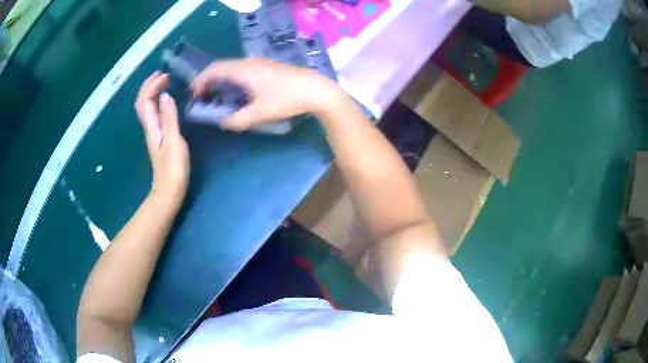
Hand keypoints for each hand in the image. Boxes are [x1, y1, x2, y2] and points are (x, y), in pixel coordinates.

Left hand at [135, 72, 189, 203]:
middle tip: (162, 74)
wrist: (169, 190)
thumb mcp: (173, 140)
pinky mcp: (158, 137)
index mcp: (152, 127)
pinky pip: (153, 114)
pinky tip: (164, 100)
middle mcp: (149, 127)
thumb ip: (169, 118)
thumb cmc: (173, 167)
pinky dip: (156, 102)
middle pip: (142, 102)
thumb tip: (165, 95)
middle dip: (149, 86)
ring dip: (152, 92)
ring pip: (146, 107)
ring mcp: (153, 133)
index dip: (152, 85)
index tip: (165, 75)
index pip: (145, 100)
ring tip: (163, 82)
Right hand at [191, 58, 342, 130]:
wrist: (317, 90)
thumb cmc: (287, 99)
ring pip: (232, 68)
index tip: (193, 95)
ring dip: (220, 80)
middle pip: (221, 66)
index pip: (213, 70)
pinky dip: (231, 79)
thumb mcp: (260, 113)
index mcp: (243, 70)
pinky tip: (236, 92)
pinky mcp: (268, 67)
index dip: (200, 81)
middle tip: (201, 97)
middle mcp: (249, 62)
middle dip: (207, 80)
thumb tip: (222, 123)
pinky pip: (242, 70)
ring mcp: (260, 63)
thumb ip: (237, 120)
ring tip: (215, 96)